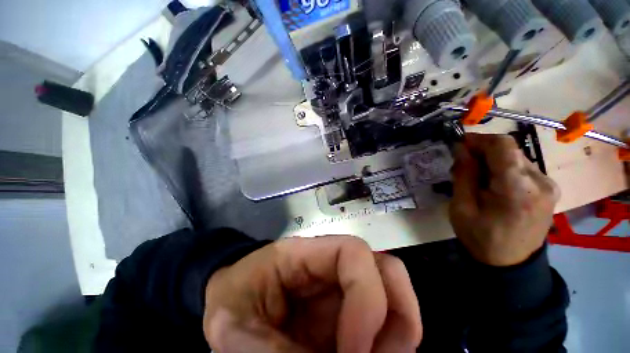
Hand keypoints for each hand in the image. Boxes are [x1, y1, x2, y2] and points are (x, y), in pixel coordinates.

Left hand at [203, 236, 421, 352]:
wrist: (230, 304)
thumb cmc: (231, 304)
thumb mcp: (239, 333)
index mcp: (305, 253)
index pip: (354, 253)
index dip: (368, 297)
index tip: (356, 351)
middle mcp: (331, 265)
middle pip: (386, 269)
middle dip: (398, 316)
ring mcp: (342, 287)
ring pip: (393, 294)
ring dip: (398, 334)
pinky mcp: (346, 308)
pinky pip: (384, 320)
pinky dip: (388, 344)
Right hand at [450, 133, 559, 266]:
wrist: (511, 264)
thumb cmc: (480, 238)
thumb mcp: (461, 208)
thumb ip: (463, 175)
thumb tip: (461, 149)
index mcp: (517, 189)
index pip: (502, 146)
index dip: (479, 139)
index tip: (459, 145)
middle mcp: (540, 182)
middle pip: (509, 150)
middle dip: (483, 151)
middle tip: (463, 165)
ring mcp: (549, 185)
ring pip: (516, 157)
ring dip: (493, 160)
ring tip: (476, 177)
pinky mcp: (550, 189)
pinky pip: (523, 168)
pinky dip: (504, 168)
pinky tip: (493, 184)